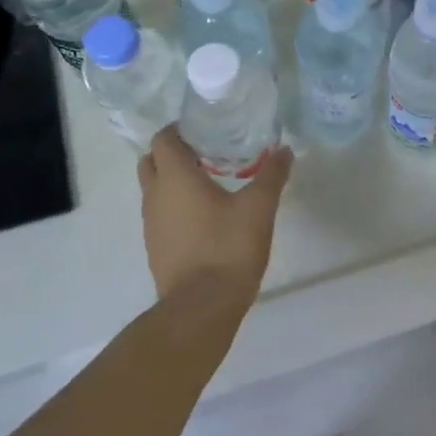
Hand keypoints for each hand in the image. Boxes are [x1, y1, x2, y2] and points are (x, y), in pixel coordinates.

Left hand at [138, 128, 293, 317]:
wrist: (201, 307)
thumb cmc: (228, 247)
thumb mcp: (259, 207)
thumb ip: (272, 175)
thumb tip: (285, 150)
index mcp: (175, 178)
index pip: (163, 139)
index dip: (180, 129)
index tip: (206, 128)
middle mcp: (155, 196)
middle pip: (152, 161)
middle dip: (174, 152)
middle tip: (208, 152)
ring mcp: (151, 224)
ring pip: (155, 189)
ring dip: (175, 180)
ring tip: (212, 182)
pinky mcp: (156, 247)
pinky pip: (161, 214)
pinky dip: (177, 205)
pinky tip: (207, 215)